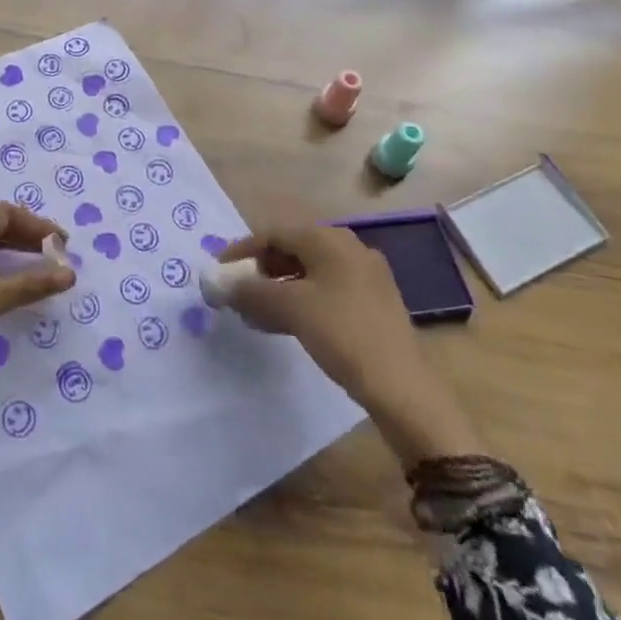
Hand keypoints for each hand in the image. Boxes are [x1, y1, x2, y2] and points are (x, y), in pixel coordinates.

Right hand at [218, 224, 481, 466]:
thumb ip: (250, 290)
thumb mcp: (290, 308)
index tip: (220, 270)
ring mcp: (364, 276)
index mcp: (331, 240)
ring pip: (308, 273)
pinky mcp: (371, 303)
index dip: (243, 249)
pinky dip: (299, 301)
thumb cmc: (341, 334)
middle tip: (237, 292)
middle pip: (292, 250)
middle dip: (260, 270)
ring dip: (277, 289)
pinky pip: (325, 291)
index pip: (275, 232)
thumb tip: (219, 283)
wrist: (401, 387)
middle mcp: (349, 248)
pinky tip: (283, 324)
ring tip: (254, 314)